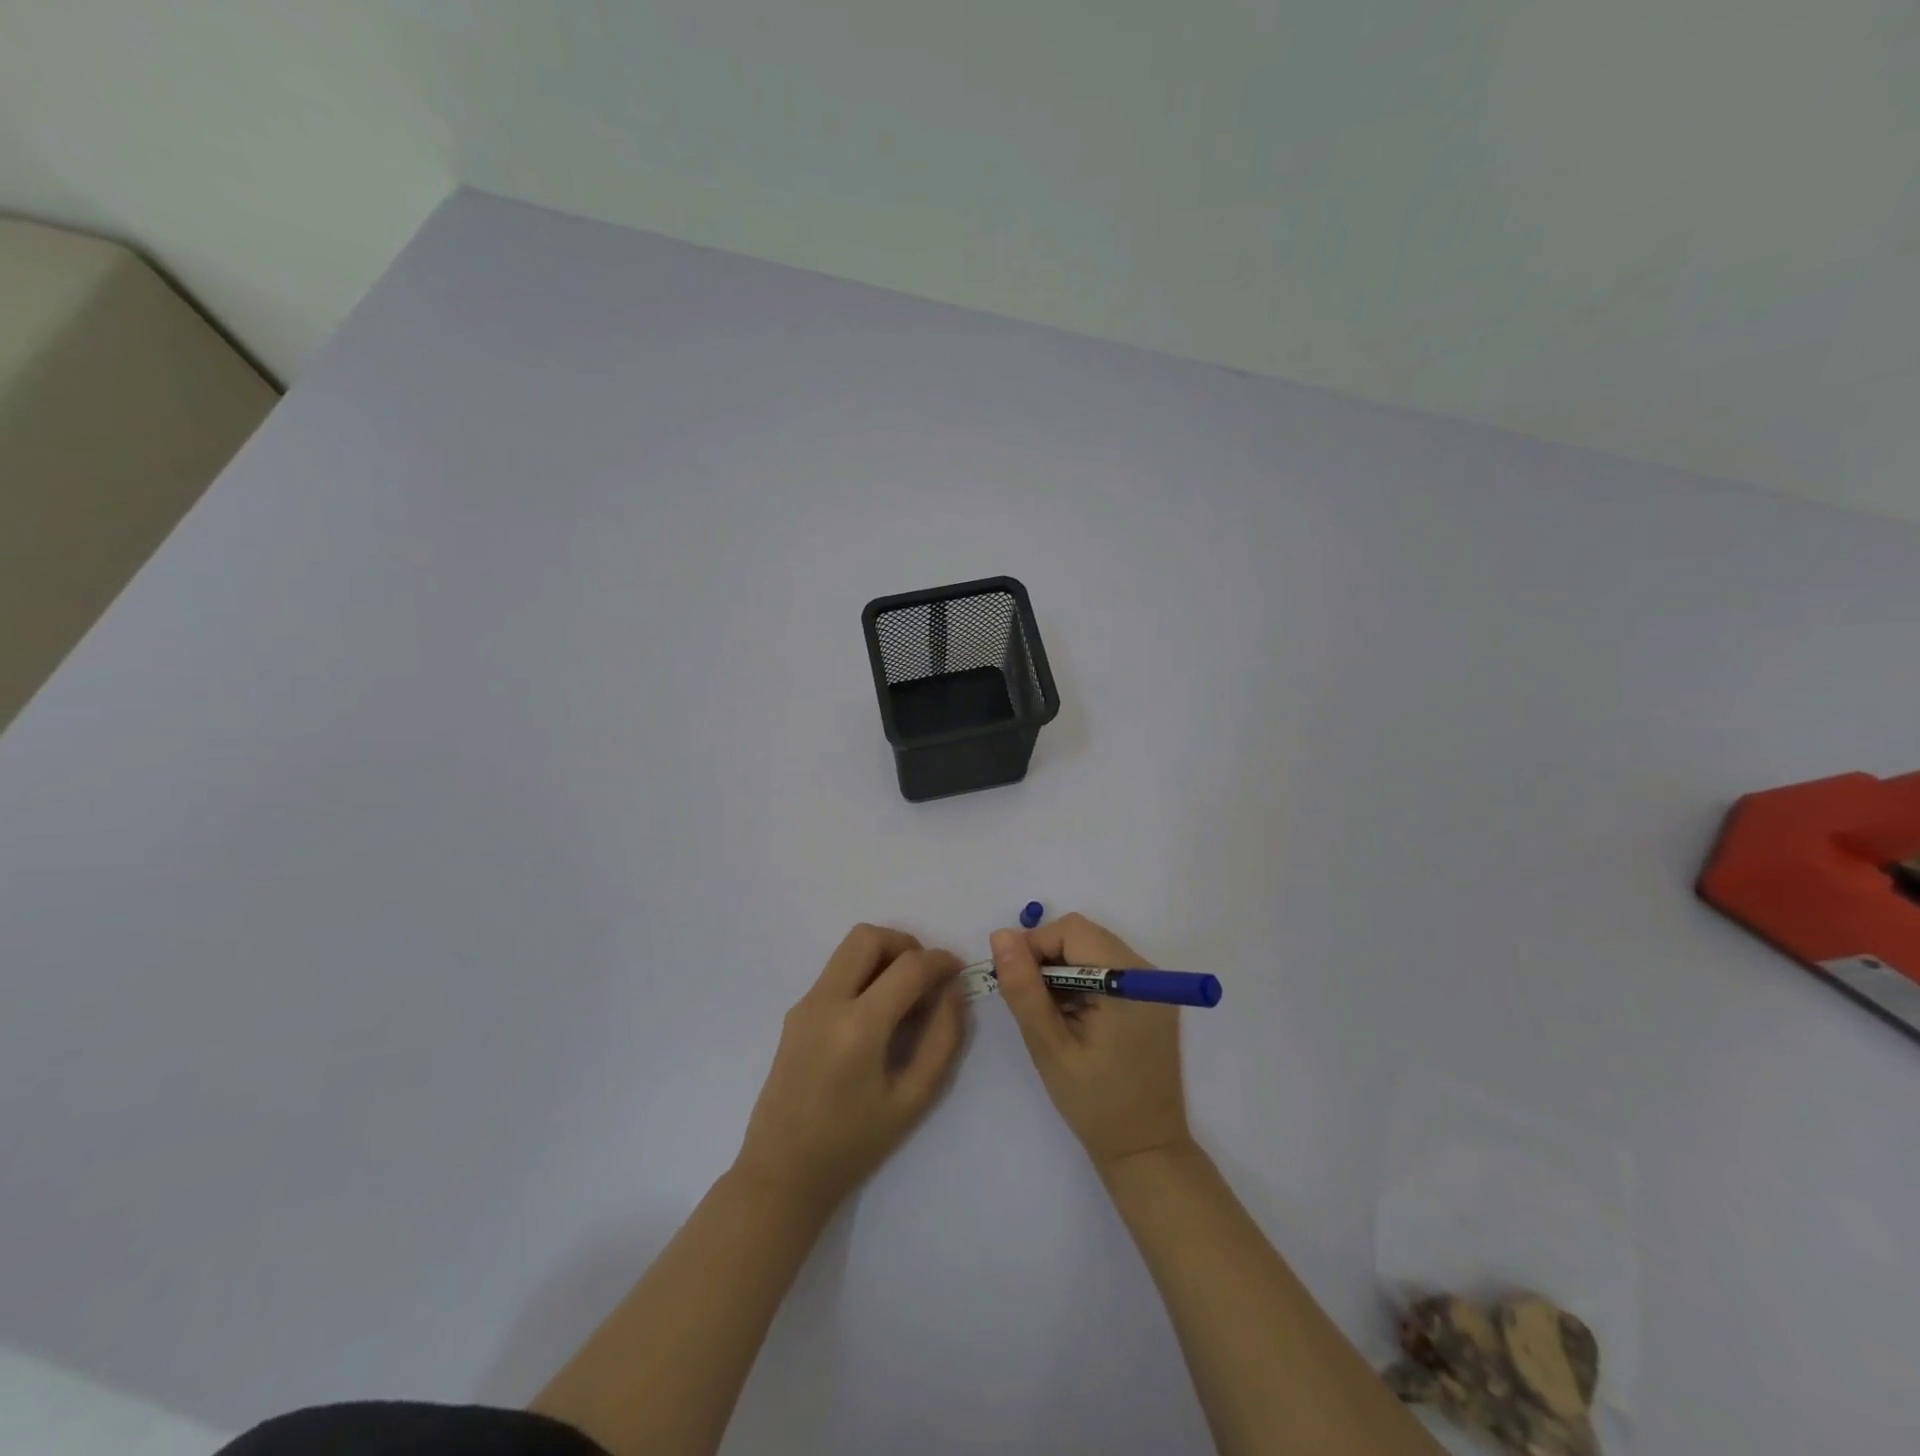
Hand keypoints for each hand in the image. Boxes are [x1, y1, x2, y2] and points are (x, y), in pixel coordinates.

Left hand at [734, 924, 966, 1213]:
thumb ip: (942, 1039)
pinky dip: (863, 973)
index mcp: (858, 1026)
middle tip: (926, 976)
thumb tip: (953, 991)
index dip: (940, 961)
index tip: (958, 971)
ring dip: (883, 955)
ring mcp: (806, 1004)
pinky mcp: (795, 1012)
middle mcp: (827, 1002)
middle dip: (906, 944)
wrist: (782, 1173)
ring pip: (849, 949)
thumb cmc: (853, 1145)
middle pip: (868, 937)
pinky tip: (876, 1014)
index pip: (908, 966)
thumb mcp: (913, 1099)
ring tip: (904, 994)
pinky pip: (836, 972)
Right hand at [991, 913, 1190, 1170]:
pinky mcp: (1150, 999)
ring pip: (1093, 949)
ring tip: (1051, 1014)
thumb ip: (1024, 988)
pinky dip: (1081, 981)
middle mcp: (1147, 972)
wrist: (1146, 1151)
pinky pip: (1107, 968)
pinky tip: (1072, 1017)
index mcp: (1127, 981)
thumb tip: (1001, 936)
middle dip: (1047, 957)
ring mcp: (1152, 986)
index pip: (1073, 931)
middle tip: (1029, 1001)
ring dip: (1063, 970)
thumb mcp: (1049, 1046)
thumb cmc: (1094, 1103)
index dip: (1036, 945)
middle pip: (1084, 936)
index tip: (1014, 981)